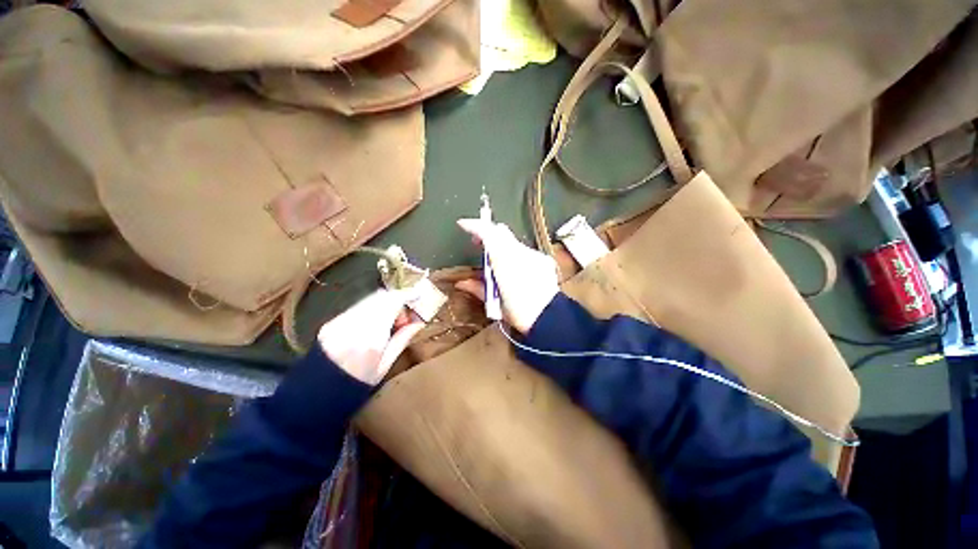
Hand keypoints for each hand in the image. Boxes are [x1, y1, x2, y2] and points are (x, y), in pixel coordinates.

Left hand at [317, 289, 425, 385]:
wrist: (316, 396)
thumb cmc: (356, 386)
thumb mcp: (385, 366)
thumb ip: (402, 340)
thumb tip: (419, 321)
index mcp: (370, 338)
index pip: (392, 303)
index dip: (408, 295)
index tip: (419, 296)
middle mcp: (354, 324)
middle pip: (381, 297)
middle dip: (397, 300)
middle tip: (404, 317)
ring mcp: (339, 322)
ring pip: (369, 299)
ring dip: (384, 304)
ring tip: (389, 324)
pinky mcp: (331, 323)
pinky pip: (357, 307)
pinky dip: (371, 310)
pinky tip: (373, 326)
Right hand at [456, 218, 559, 333]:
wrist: (550, 319)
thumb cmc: (519, 314)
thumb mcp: (494, 303)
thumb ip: (477, 287)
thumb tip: (461, 283)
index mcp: (505, 262)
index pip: (489, 233)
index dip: (474, 226)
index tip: (463, 225)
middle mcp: (521, 253)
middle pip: (501, 231)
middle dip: (487, 234)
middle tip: (478, 245)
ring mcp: (534, 255)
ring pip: (513, 242)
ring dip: (501, 246)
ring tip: (497, 263)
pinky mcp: (544, 260)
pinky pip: (525, 251)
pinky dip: (515, 255)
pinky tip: (516, 270)